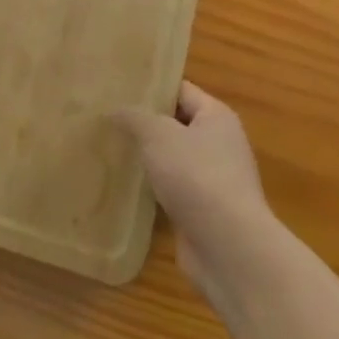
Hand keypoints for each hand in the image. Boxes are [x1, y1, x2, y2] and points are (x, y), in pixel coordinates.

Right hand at [117, 82, 275, 291]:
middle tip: (108, 119)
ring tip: (109, 150)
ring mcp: (213, 181)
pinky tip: (124, 188)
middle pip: (176, 125)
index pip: (180, 90)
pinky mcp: (204, 213)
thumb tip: (115, 109)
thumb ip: (134, 117)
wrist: (229, 250)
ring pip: (172, 160)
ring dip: (147, 160)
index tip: (119, 88)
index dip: (151, 88)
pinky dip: (153, 190)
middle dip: (145, 124)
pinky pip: (173, 191)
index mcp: (216, 116)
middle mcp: (220, 144)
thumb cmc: (197, 176)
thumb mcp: (158, 135)